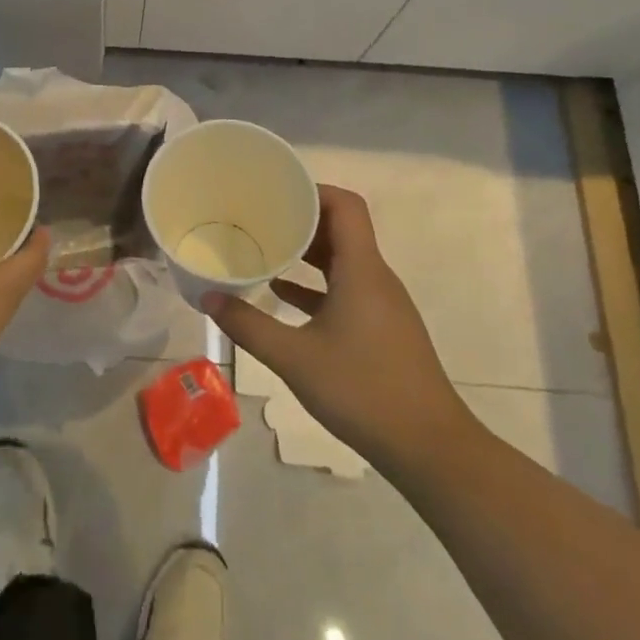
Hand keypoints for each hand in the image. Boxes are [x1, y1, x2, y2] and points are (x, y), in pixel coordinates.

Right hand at [204, 185, 475, 472]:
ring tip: (264, 249)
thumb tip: (208, 297)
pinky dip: (316, 285)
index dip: (312, 189)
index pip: (345, 205)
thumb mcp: (295, 358)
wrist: (431, 449)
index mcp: (361, 270)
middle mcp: (375, 277)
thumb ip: (248, 325)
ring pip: (342, 260)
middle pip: (341, 228)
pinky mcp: (382, 329)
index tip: (275, 192)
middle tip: (258, 217)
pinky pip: (346, 289)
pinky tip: (282, 296)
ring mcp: (382, 304)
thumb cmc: (364, 391)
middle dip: (300, 218)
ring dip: (307, 252)